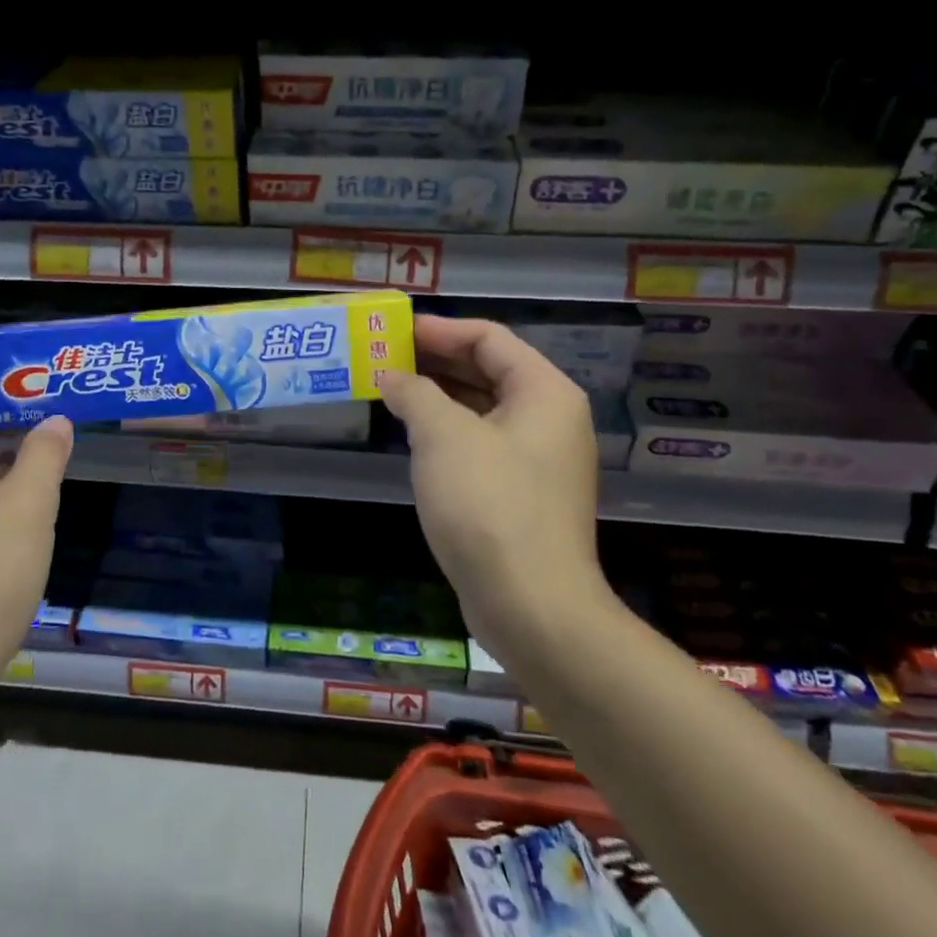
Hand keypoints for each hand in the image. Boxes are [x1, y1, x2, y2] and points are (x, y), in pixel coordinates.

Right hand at [377, 315, 614, 674]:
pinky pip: (481, 444)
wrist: (531, 606)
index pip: (489, 339)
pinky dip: (448, 432)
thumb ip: (415, 393)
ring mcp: (538, 460)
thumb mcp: (443, 436)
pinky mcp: (522, 495)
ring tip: (391, 390)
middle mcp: (549, 419)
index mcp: (544, 392)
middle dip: (436, 361)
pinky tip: (413, 436)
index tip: (396, 331)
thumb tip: (391, 376)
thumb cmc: (489, 505)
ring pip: (483, 410)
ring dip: (438, 397)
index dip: (441, 330)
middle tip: (386, 357)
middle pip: (489, 371)